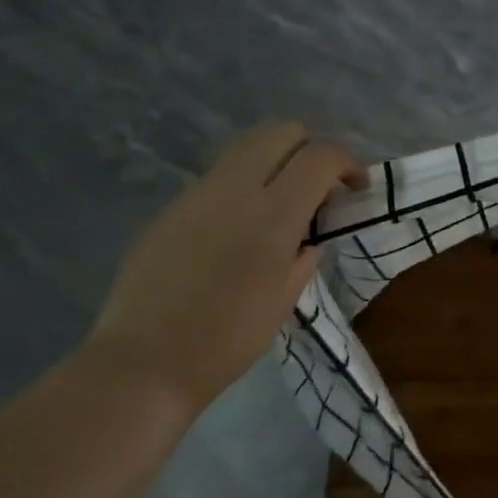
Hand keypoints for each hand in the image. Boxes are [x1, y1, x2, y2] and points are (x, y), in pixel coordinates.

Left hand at [85, 123, 365, 411]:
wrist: (142, 365)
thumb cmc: (227, 340)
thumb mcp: (286, 299)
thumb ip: (305, 255)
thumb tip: (310, 237)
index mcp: (274, 214)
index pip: (321, 156)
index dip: (347, 163)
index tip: (355, 188)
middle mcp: (236, 189)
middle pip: (282, 131)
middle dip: (309, 149)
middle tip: (316, 188)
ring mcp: (197, 194)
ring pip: (246, 147)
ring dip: (274, 162)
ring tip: (278, 204)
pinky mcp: (170, 209)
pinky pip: (217, 179)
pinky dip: (241, 187)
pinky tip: (235, 231)